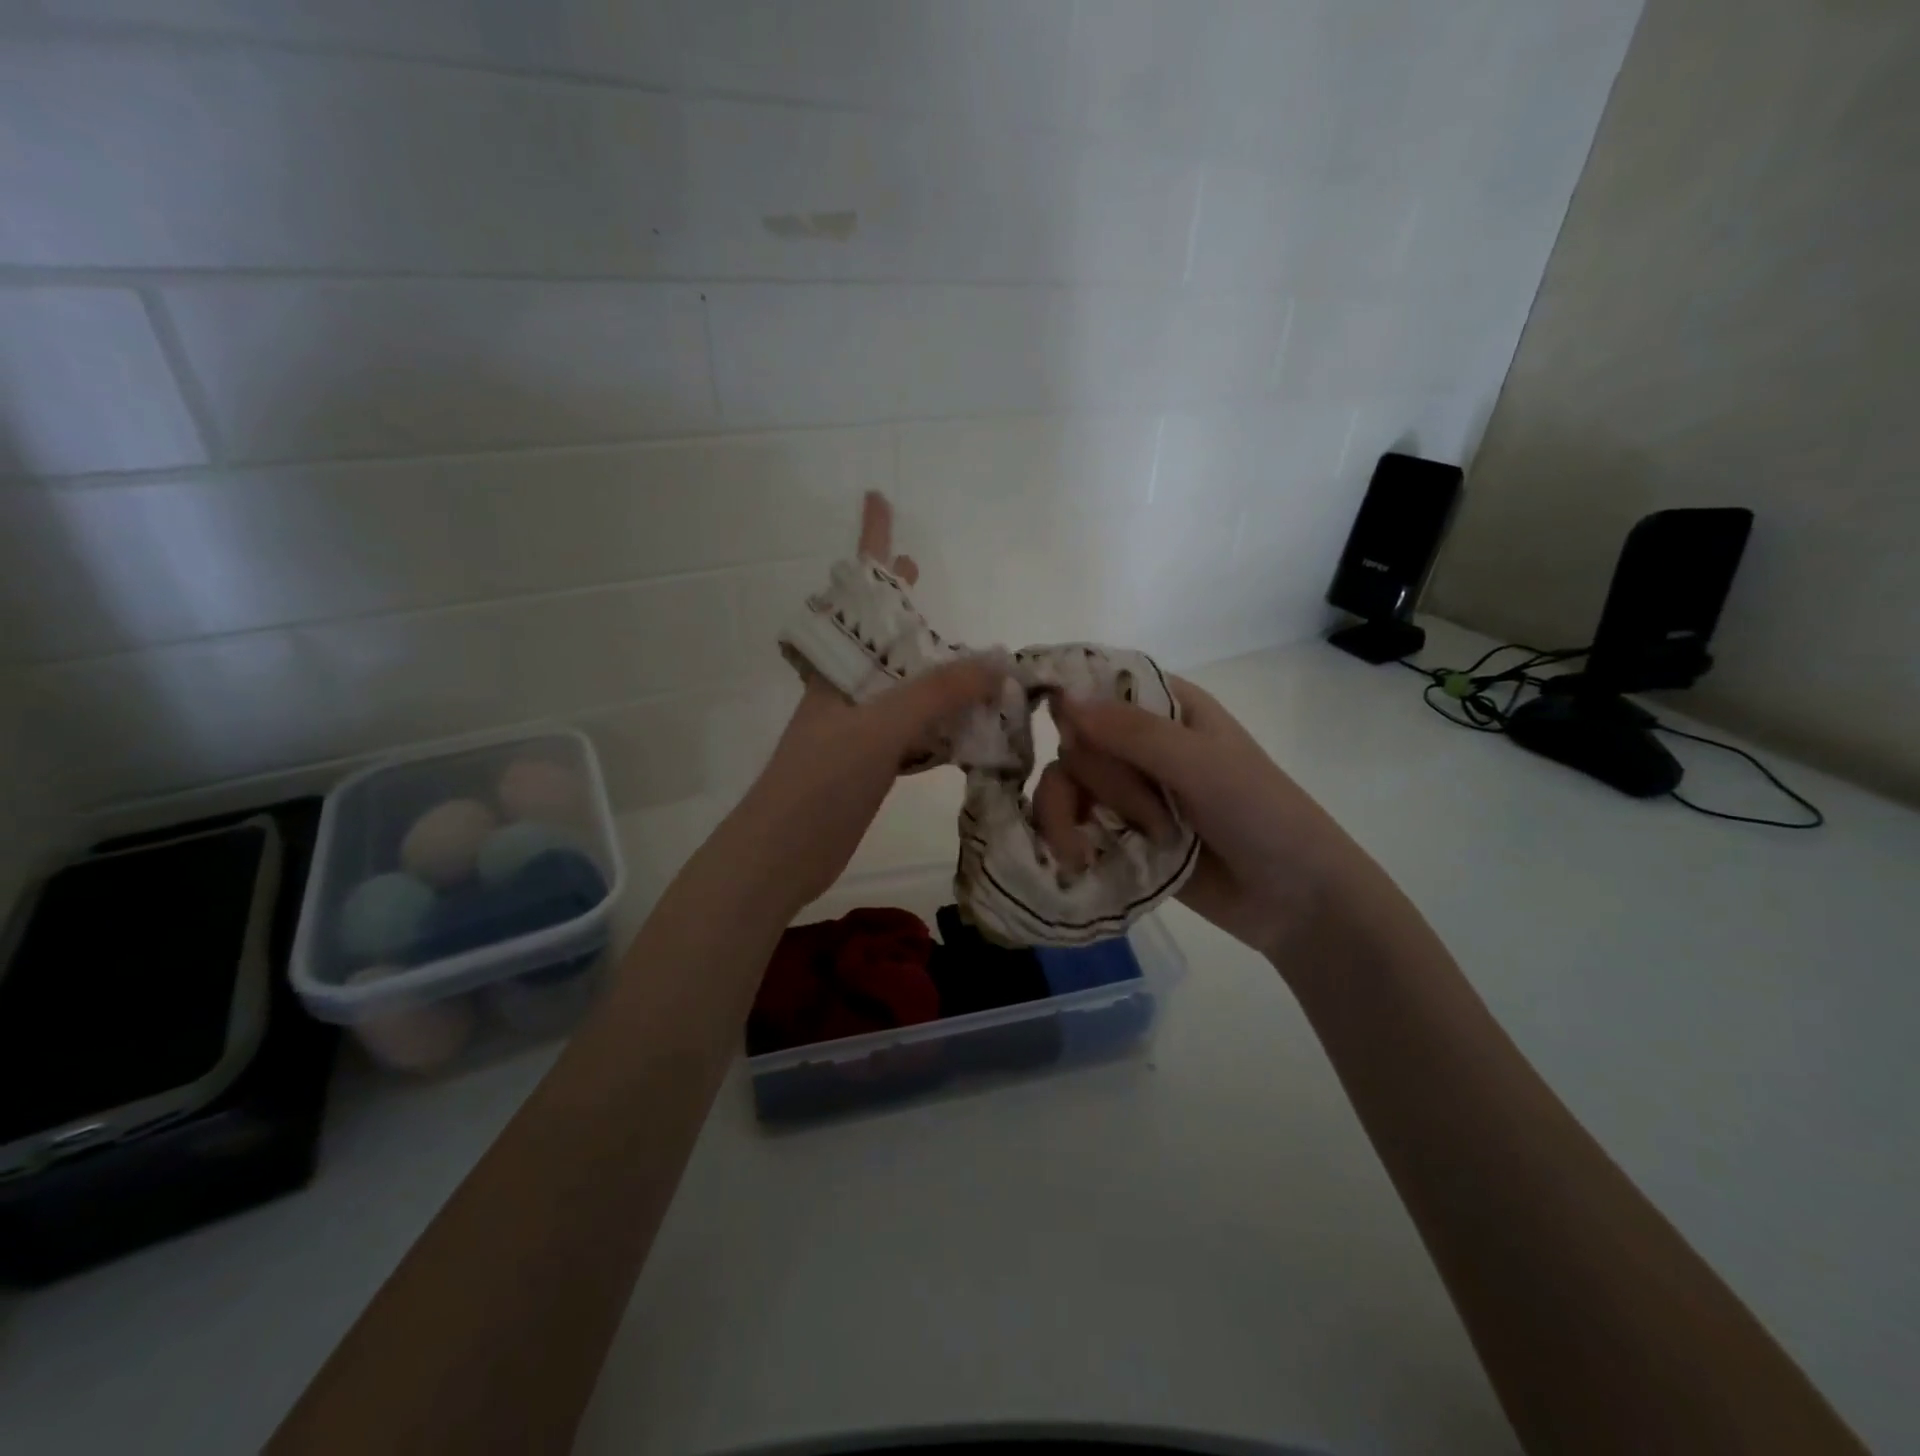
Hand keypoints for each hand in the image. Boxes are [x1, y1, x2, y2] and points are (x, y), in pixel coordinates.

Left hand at [728, 494, 1002, 913]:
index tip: (878, 499)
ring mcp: (861, 728)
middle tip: (921, 570)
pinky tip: (969, 718)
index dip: (869, 544)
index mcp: (840, 668)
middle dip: (899, 602)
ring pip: (904, 684)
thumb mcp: (878, 728)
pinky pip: (916, 729)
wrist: (781, 854)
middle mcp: (849, 690)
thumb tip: (998, 659)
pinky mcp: (874, 764)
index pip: (857, 592)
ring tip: (967, 648)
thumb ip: (936, 693)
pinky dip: (943, 720)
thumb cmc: (819, 781)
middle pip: (880, 634)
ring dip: (932, 666)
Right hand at [1045, 678, 1365, 962]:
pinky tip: (1076, 860)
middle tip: (1153, 818)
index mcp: (1166, 707)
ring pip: (1064, 780)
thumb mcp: (1202, 766)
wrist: (1293, 899)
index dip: (1069, 699)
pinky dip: (1064, 836)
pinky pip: (1069, 820)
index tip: (1052, 723)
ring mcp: (1126, 788)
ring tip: (1082, 852)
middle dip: (1103, 782)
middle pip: (1076, 739)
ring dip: (1069, 813)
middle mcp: (1139, 741)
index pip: (1097, 684)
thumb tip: (1063, 699)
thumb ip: (1134, 733)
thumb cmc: (1261, 815)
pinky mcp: (1117, 831)